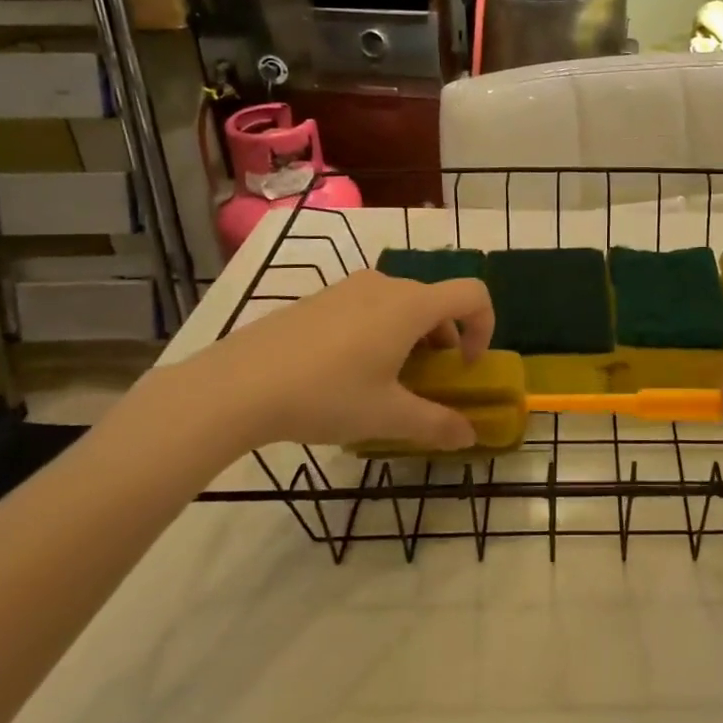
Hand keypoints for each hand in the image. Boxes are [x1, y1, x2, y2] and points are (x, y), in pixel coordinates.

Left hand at [157, 271, 494, 455]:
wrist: (238, 384)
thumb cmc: (326, 395)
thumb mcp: (386, 417)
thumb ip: (436, 424)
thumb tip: (469, 436)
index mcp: (411, 306)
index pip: (473, 294)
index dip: (484, 327)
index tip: (465, 367)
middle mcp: (386, 285)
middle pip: (436, 302)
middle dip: (445, 341)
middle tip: (427, 383)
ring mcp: (349, 288)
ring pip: (401, 305)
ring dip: (412, 338)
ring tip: (387, 381)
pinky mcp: (320, 298)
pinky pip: (370, 306)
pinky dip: (381, 331)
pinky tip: (347, 372)